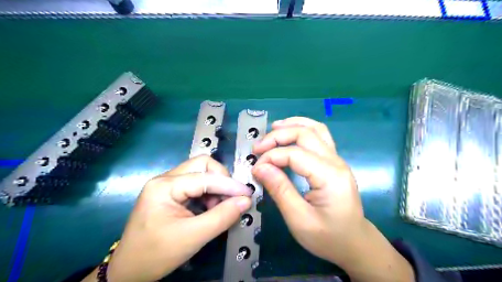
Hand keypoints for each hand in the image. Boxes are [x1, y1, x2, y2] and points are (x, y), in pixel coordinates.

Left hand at [84, 156, 254, 281]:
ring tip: (220, 207)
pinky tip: (210, 207)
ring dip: (216, 187)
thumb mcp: (193, 237)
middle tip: (231, 198)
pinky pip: (196, 183)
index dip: (229, 184)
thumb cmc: (156, 254)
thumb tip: (246, 201)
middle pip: (202, 165)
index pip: (205, 177)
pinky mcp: (171, 192)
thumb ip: (222, 217)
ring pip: (200, 172)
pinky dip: (209, 193)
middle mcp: (165, 178)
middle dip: (221, 179)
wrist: (128, 271)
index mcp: (164, 186)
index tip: (248, 194)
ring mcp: (167, 184)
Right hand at [254, 115, 413, 281]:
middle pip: (305, 134)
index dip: (271, 157)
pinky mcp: (334, 161)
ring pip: (315, 129)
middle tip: (257, 147)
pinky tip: (290, 132)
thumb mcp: (299, 219)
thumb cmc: (328, 237)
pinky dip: (302, 129)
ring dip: (292, 125)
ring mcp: (337, 159)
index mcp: (330, 177)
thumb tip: (260, 167)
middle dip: (278, 136)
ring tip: (272, 128)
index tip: (255, 169)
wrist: (354, 243)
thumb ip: (280, 190)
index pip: (295, 154)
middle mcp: (336, 162)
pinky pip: (319, 136)